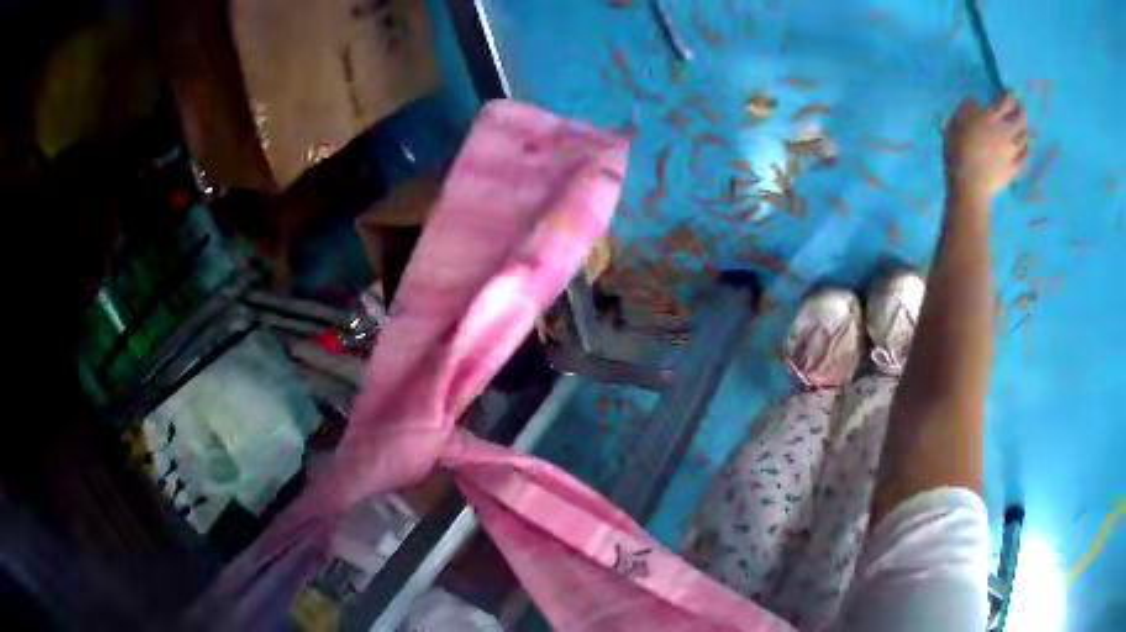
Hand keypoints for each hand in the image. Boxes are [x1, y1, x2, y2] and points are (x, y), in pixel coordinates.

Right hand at [944, 96, 1028, 200]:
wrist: (969, 183)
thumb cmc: (958, 148)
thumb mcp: (956, 121)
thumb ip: (967, 109)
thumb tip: (976, 103)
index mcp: (991, 118)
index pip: (1005, 103)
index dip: (1009, 97)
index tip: (1011, 95)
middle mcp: (1005, 132)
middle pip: (1020, 120)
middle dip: (1022, 113)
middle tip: (1022, 109)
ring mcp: (1011, 153)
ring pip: (1024, 139)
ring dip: (1025, 131)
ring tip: (1025, 128)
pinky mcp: (1013, 170)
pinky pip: (1024, 159)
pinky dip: (1026, 152)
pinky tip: (1026, 150)